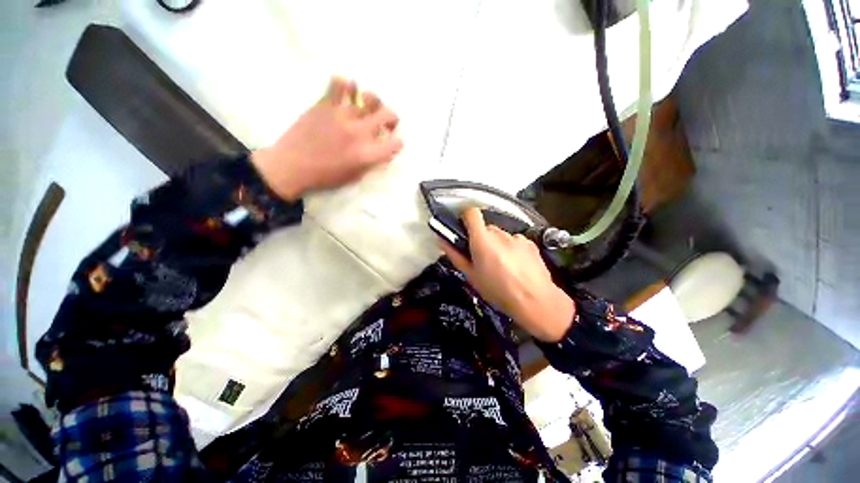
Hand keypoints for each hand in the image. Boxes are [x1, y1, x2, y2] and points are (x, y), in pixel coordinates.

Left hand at [251, 77, 402, 199]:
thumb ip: (371, 163)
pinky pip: (339, 84)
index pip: (395, 143)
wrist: (291, 166)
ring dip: (373, 101)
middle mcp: (359, 133)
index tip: (392, 143)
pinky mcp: (325, 105)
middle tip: (386, 122)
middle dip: (392, 118)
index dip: (397, 143)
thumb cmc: (325, 176)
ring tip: (366, 105)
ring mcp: (342, 116)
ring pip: (368, 97)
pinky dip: (345, 85)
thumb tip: (381, 151)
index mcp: (367, 154)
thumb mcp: (354, 177)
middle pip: (388, 115)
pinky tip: (346, 92)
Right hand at [438, 208, 574, 341]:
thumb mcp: (471, 276)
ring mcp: (517, 237)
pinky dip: (511, 249)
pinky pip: (514, 241)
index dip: (465, 217)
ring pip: (500, 236)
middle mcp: (500, 233)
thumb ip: (455, 255)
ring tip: (502, 266)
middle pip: (486, 228)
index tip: (463, 230)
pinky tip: (516, 267)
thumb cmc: (498, 291)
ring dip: (497, 245)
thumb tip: (441, 239)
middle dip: (481, 239)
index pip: (471, 213)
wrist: (536, 301)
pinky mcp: (530, 243)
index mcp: (482, 240)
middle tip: (482, 258)